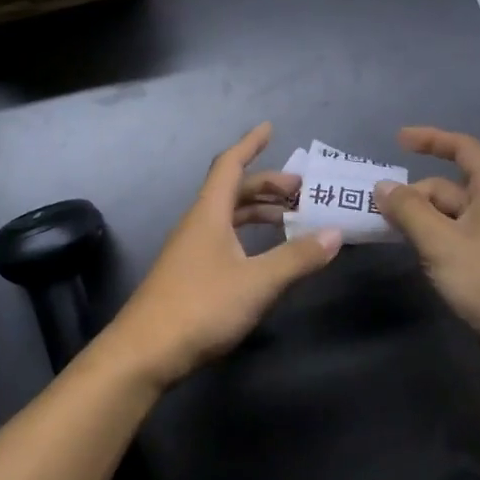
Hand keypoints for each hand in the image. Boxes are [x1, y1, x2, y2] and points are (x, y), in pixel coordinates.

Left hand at [105, 123, 342, 386]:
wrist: (145, 352)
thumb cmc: (201, 307)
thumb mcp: (257, 282)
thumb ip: (297, 257)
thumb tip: (335, 232)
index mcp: (209, 214)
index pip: (229, 165)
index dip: (250, 144)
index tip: (270, 128)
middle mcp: (197, 224)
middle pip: (232, 191)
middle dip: (266, 185)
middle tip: (302, 191)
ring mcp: (190, 250)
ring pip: (227, 217)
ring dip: (258, 212)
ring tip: (292, 218)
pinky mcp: (189, 275)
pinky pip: (223, 239)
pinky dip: (247, 236)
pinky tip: (264, 254)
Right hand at [376, 126, 479, 362]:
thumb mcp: (441, 243)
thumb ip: (409, 211)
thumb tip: (383, 186)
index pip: (462, 148)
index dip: (430, 139)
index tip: (397, 141)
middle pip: (450, 186)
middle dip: (415, 195)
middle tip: (380, 214)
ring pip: (452, 215)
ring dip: (422, 219)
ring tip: (392, 234)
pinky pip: (459, 237)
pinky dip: (436, 238)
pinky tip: (420, 257)